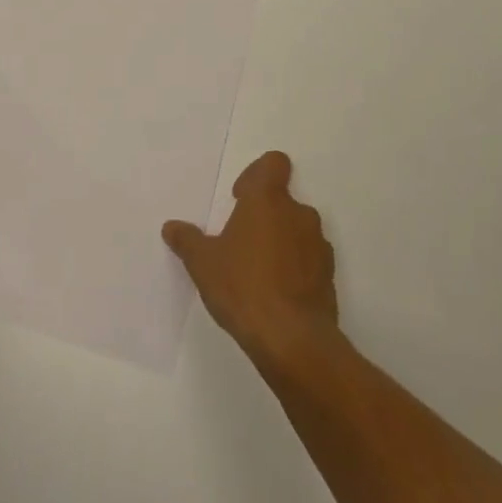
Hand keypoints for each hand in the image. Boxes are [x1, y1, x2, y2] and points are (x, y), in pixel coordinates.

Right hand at [163, 151, 340, 370]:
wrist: (292, 339)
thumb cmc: (243, 287)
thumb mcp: (203, 263)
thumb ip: (187, 240)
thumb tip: (172, 227)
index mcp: (267, 200)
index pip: (274, 163)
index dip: (257, 175)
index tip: (240, 200)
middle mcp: (298, 213)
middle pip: (283, 200)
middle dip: (264, 216)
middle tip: (242, 243)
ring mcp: (319, 244)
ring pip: (298, 230)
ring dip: (281, 241)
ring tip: (259, 273)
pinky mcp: (330, 275)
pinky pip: (310, 259)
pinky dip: (296, 267)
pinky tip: (278, 294)